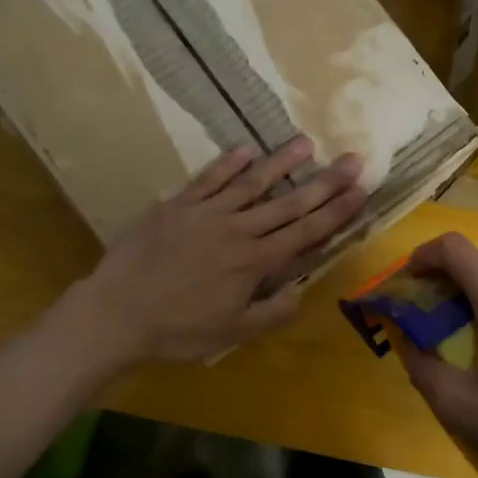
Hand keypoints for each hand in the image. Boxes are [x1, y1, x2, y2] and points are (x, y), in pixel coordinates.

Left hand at [71, 138, 365, 364]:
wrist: (117, 312)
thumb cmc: (178, 330)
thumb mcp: (232, 334)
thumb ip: (271, 313)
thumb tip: (300, 292)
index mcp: (254, 262)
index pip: (305, 233)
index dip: (336, 212)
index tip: (360, 190)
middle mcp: (237, 230)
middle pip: (288, 203)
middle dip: (324, 182)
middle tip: (352, 160)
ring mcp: (205, 214)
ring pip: (251, 183)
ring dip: (281, 163)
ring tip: (306, 143)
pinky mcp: (176, 206)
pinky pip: (207, 180)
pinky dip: (227, 164)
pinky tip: (245, 149)